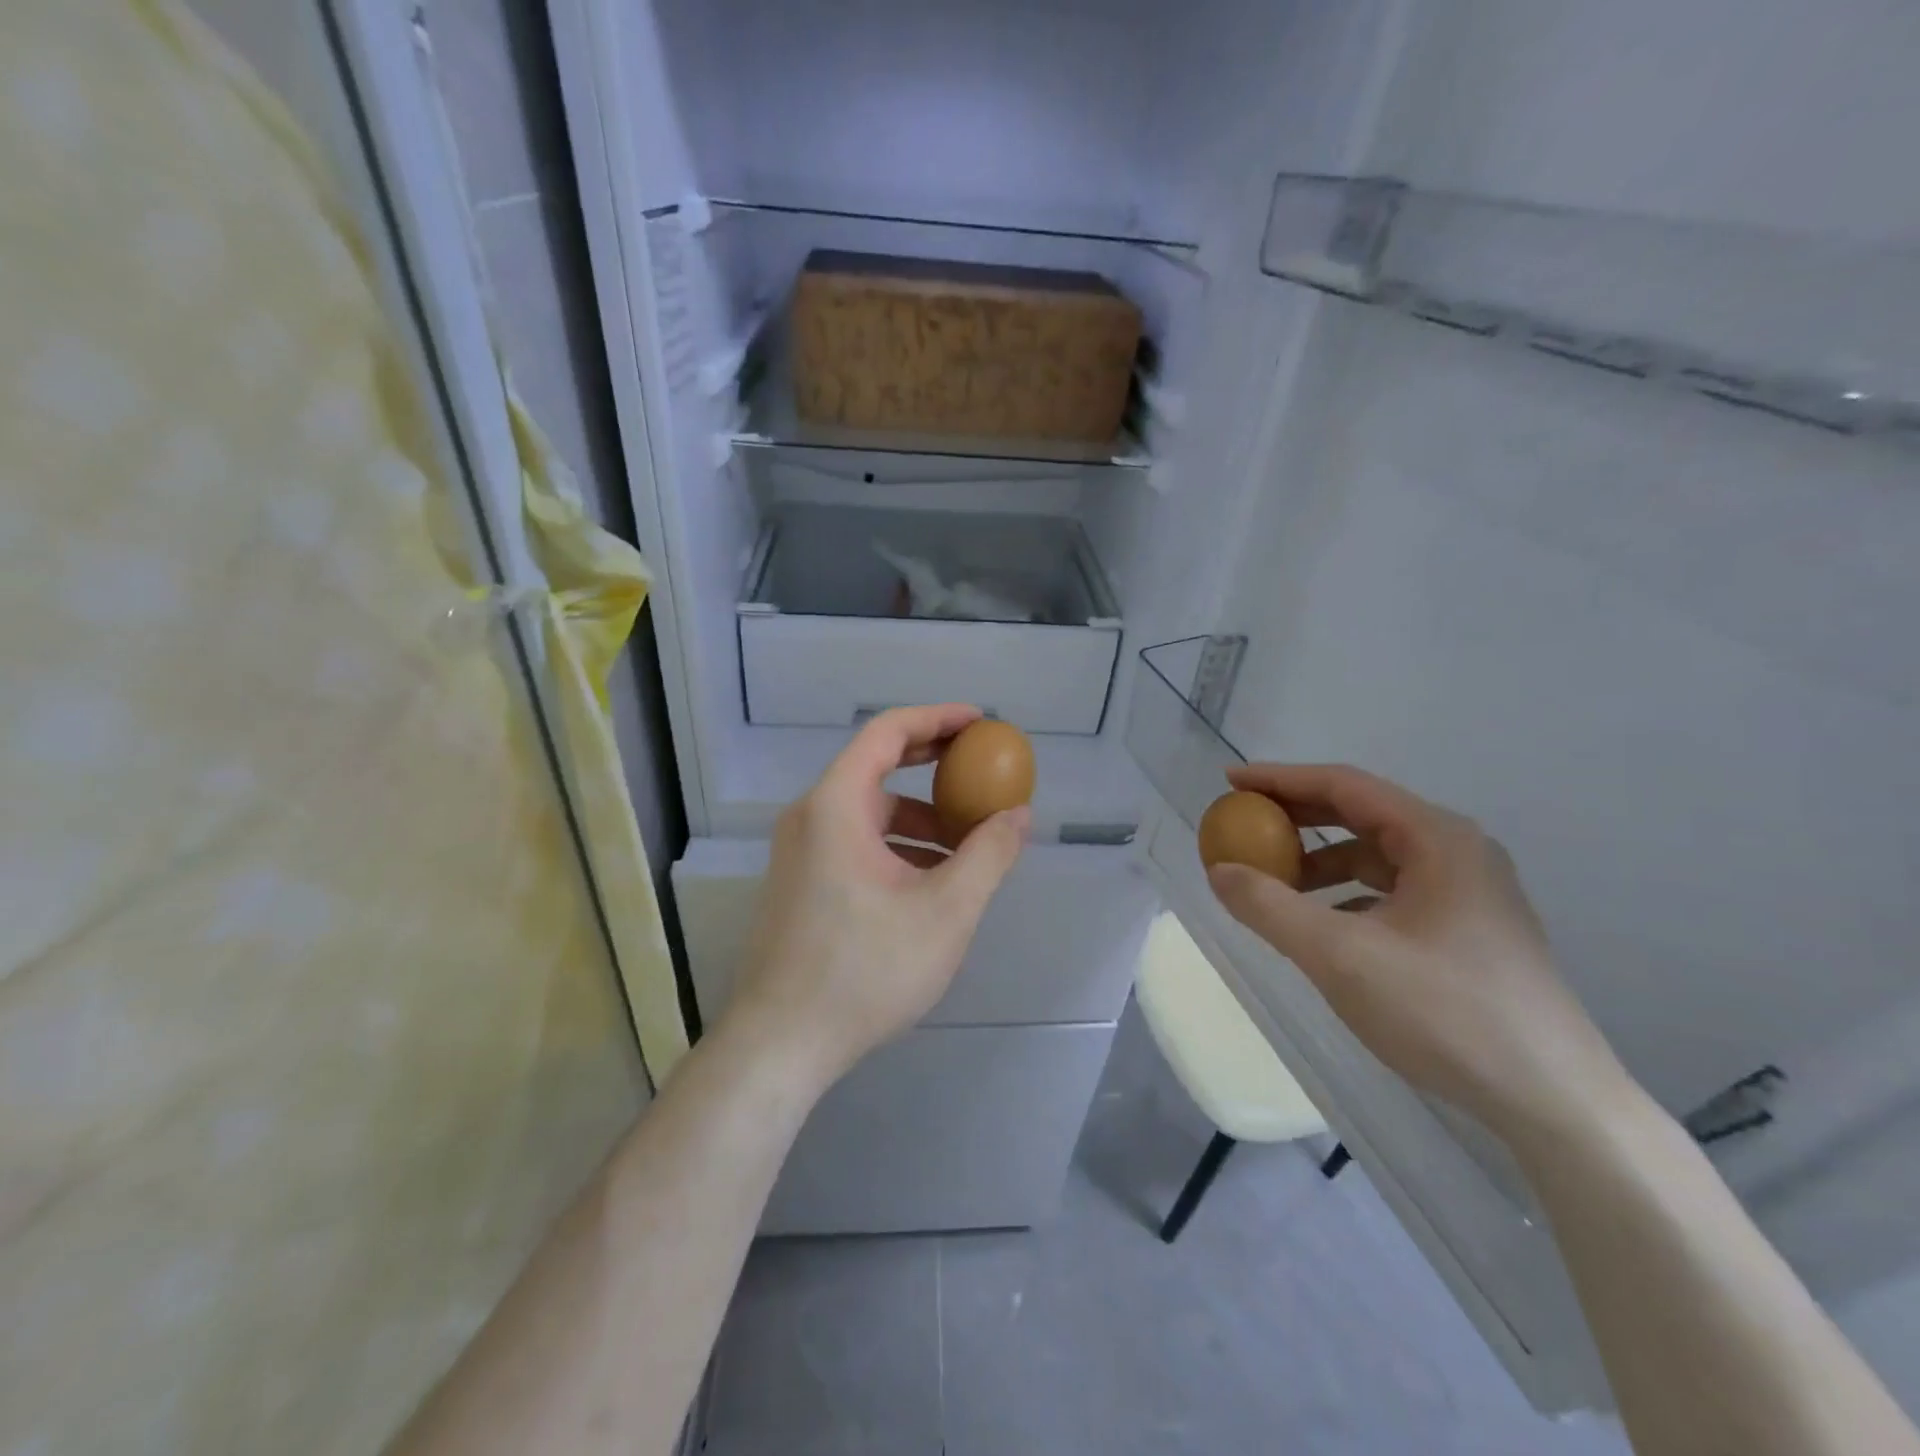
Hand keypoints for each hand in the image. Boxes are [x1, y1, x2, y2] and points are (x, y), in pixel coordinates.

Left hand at [723, 705, 1029, 1090]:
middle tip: (981, 772)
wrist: (781, 1044)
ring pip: (868, 814)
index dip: (937, 718)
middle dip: (933, 767)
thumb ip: (988, 855)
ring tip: (967, 847)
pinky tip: (930, 884)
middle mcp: (810, 817)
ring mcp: (799, 853)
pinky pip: (854, 843)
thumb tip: (1019, 815)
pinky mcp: (799, 884)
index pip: (887, 733)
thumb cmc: (865, 970)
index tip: (980, 723)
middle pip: (876, 768)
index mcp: (836, 806)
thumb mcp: (945, 911)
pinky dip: (896, 847)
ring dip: (919, 819)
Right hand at [1205, 763, 1633, 1144]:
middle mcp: (1458, 852)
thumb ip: (1270, 907)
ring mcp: (1469, 892)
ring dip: (1321, 859)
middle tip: (1243, 822)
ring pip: (1377, 855)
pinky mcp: (1470, 929)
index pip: (1344, 785)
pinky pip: (1392, 890)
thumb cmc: (1446, 1014)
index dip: (1280, 779)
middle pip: (1361, 813)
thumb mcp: (1340, 957)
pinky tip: (1322, 924)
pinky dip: (1347, 894)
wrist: (1556, 1103)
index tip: (1230, 783)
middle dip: (1297, 816)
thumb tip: (1217, 871)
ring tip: (1274, 880)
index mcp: (1437, 839)